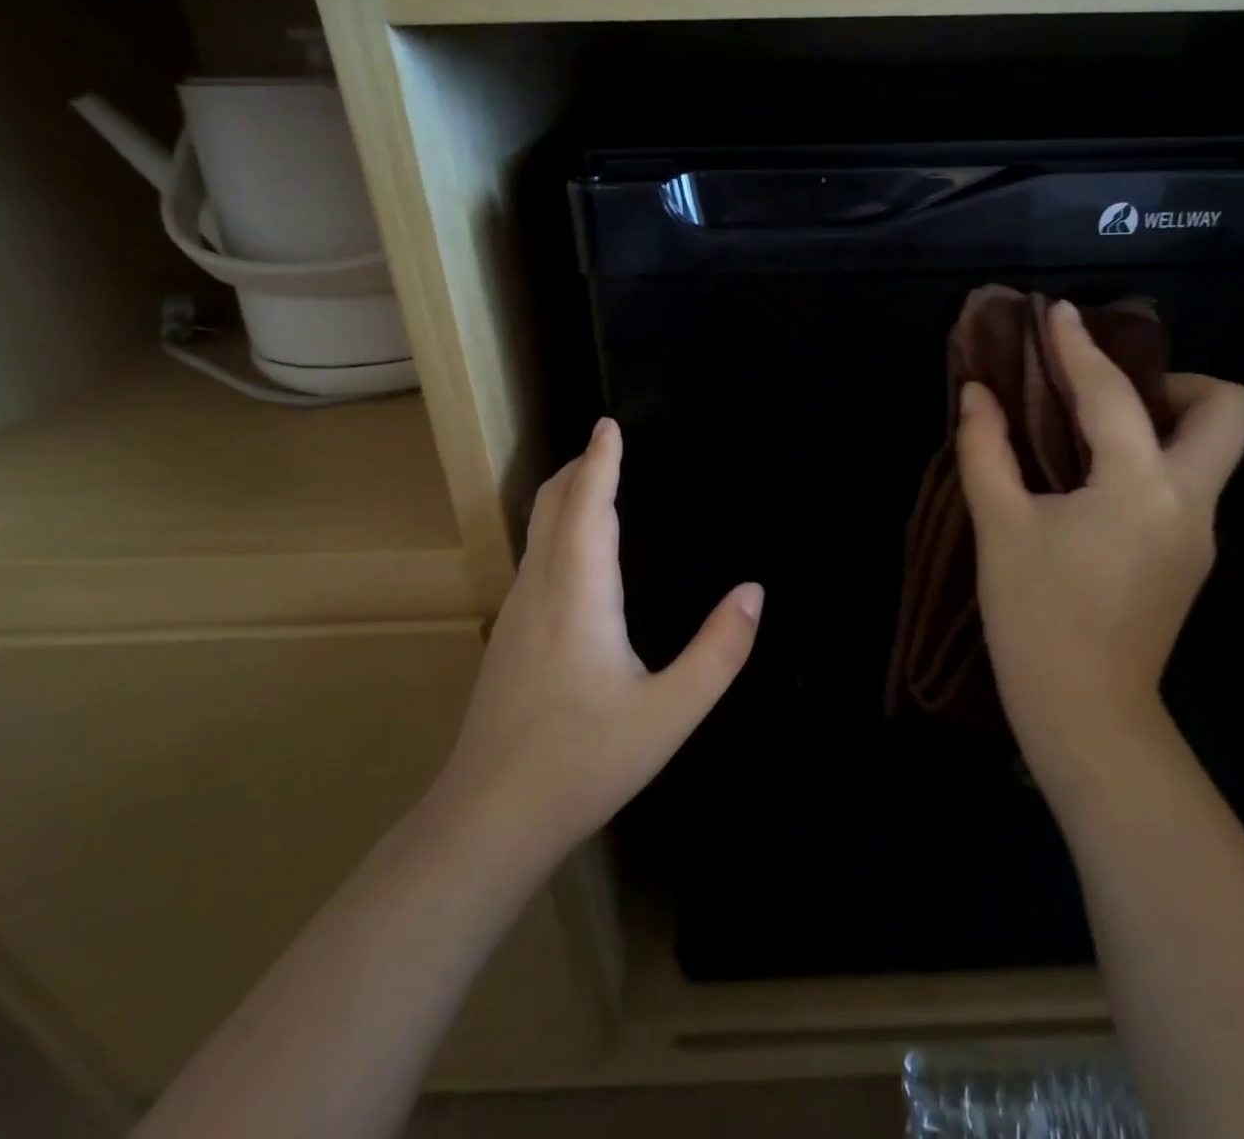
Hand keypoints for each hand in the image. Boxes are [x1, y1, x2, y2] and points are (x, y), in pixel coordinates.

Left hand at [435, 418, 761, 868]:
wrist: (489, 819)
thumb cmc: (583, 761)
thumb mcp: (669, 712)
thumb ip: (719, 651)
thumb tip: (754, 591)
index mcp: (578, 594)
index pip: (588, 506)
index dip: (600, 462)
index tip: (608, 424)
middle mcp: (540, 590)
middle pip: (551, 507)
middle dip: (578, 468)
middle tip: (608, 445)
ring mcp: (517, 614)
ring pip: (537, 533)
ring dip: (566, 496)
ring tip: (596, 484)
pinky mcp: (509, 638)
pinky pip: (535, 558)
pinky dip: (558, 529)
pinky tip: (578, 554)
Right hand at [957, 299, 1243, 815]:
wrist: (1085, 714)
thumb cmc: (1036, 616)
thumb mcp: (1000, 526)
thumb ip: (986, 449)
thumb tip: (976, 394)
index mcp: (1140, 486)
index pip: (1113, 394)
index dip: (1080, 346)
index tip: (1058, 313)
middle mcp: (1189, 500)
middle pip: (1230, 410)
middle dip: (1178, 382)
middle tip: (1109, 394)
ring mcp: (1198, 533)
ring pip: (1211, 450)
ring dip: (1161, 422)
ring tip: (1089, 433)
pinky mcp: (1188, 559)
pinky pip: (1184, 485)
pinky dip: (1148, 462)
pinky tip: (1092, 485)